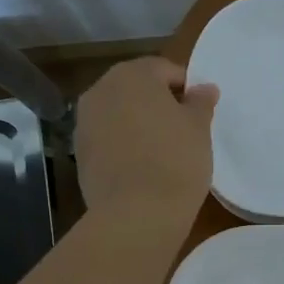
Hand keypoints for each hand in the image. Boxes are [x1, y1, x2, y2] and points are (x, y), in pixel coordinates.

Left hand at [75, 58, 217, 230]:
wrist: (136, 213)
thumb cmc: (176, 160)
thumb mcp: (199, 128)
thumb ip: (200, 102)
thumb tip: (204, 88)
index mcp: (133, 75)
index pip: (164, 69)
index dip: (185, 88)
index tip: (200, 111)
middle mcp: (101, 90)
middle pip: (136, 88)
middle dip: (158, 102)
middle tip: (182, 128)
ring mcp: (85, 122)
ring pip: (119, 113)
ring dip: (138, 122)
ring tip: (162, 148)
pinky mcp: (79, 153)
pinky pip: (108, 138)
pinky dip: (123, 144)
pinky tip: (142, 166)